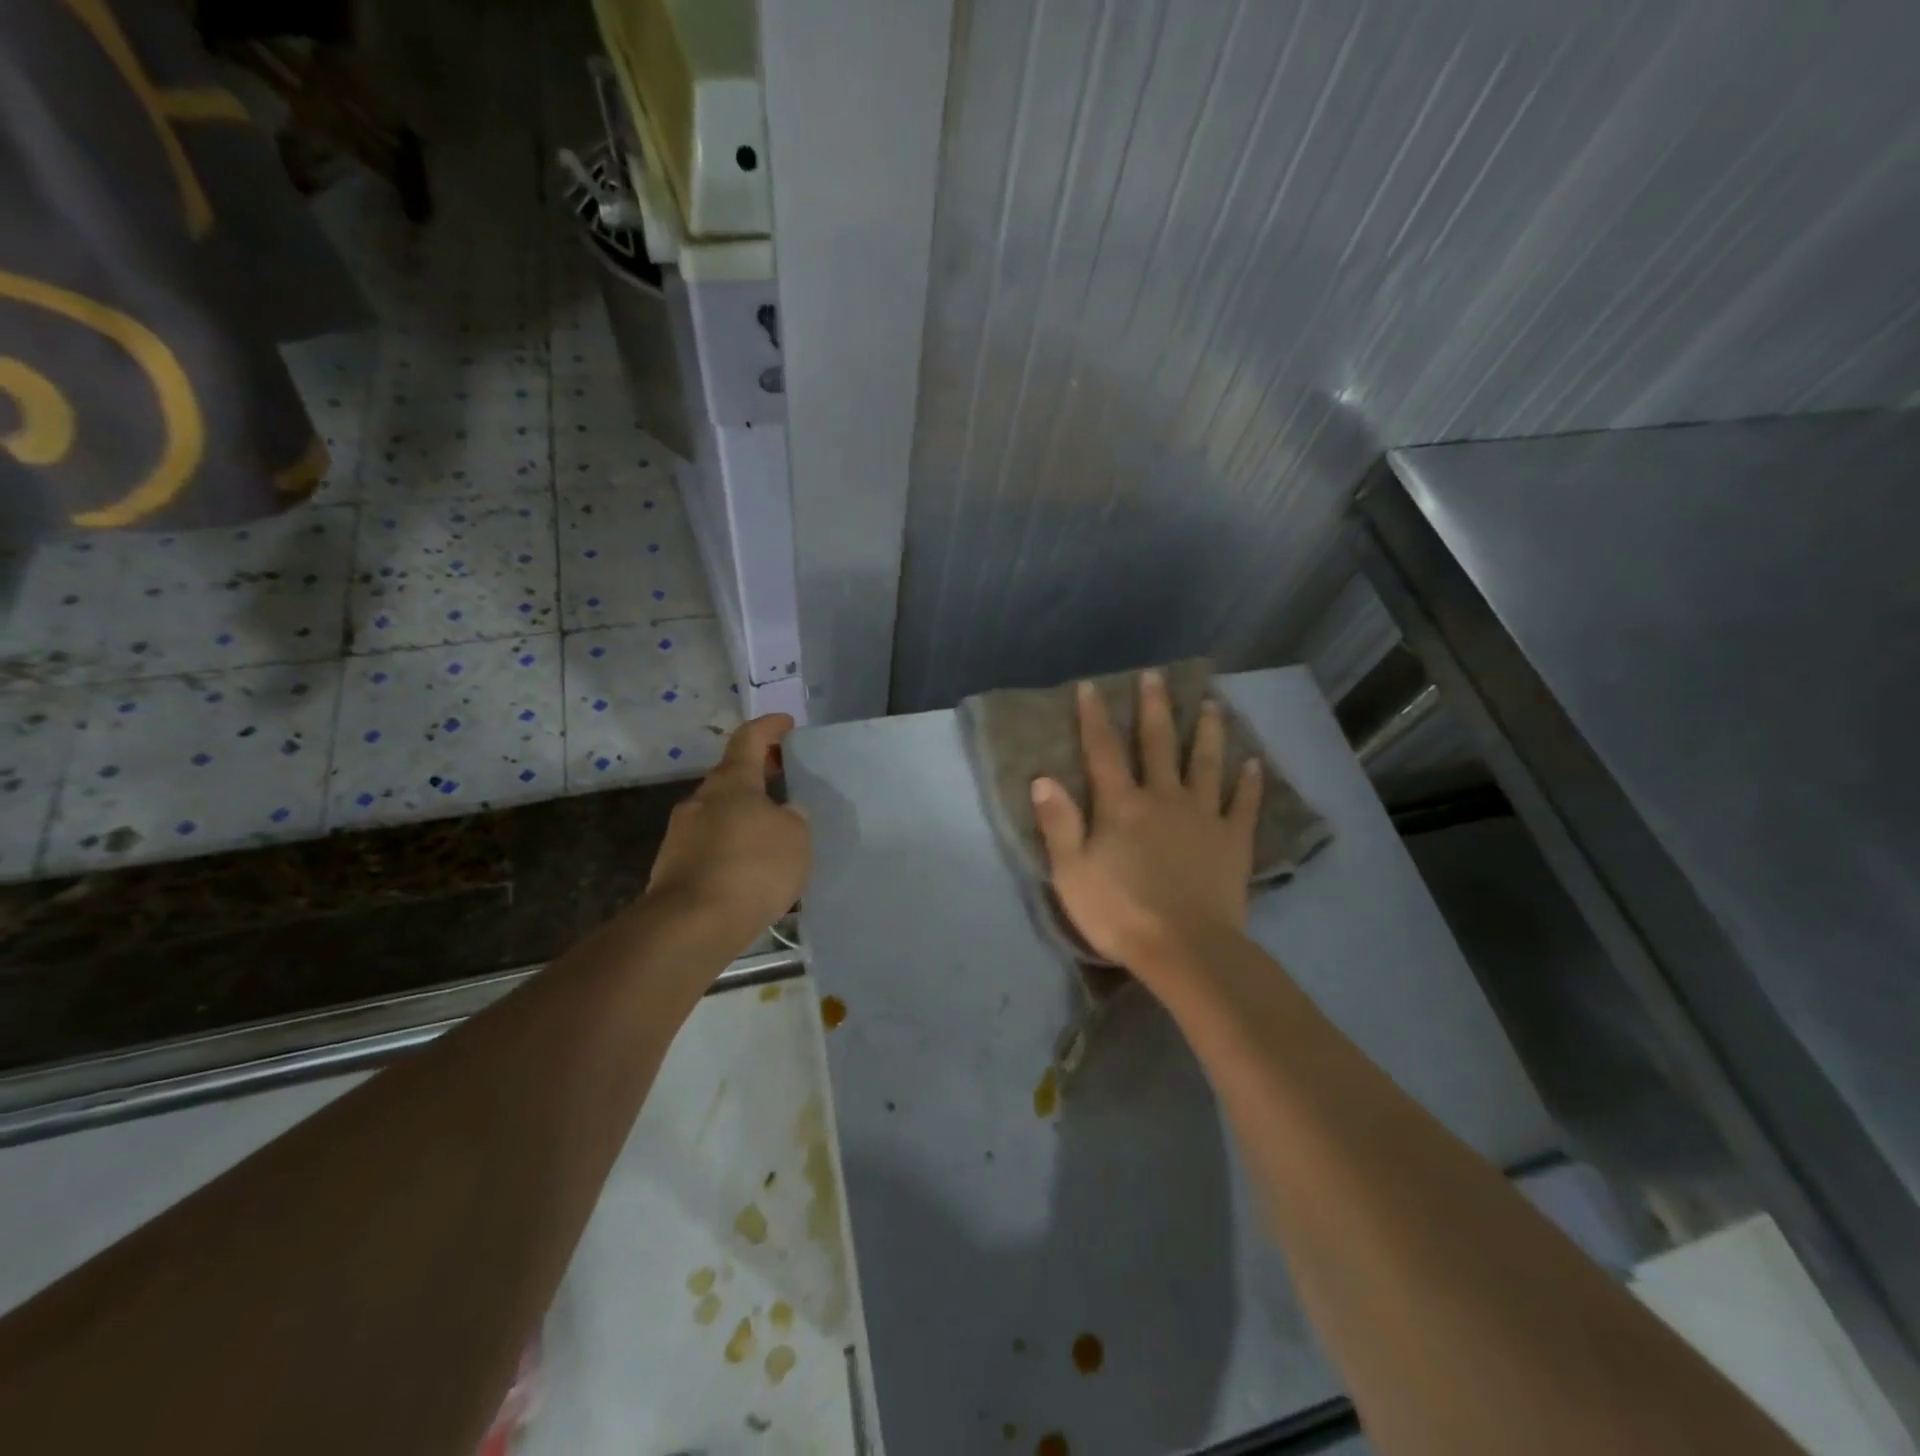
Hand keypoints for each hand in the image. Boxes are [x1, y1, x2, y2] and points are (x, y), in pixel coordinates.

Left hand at [645, 715, 810, 940]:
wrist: (691, 925)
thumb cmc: (752, 868)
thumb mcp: (796, 838)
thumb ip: (793, 818)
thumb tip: (783, 813)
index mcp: (732, 782)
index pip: (749, 739)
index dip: (769, 727)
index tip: (787, 724)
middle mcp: (701, 800)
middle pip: (732, 778)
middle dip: (759, 777)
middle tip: (786, 783)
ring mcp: (682, 834)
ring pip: (720, 815)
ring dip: (745, 818)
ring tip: (774, 838)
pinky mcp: (673, 868)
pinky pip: (711, 848)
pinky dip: (733, 850)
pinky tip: (751, 873)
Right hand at [1031, 672, 1261, 975]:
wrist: (1184, 948)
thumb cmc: (1119, 912)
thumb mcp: (1071, 872)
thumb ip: (1059, 823)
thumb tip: (1043, 778)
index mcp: (1121, 806)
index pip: (1103, 751)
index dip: (1094, 717)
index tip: (1092, 686)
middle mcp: (1163, 798)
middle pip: (1158, 745)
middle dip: (1154, 708)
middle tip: (1155, 676)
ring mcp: (1202, 817)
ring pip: (1206, 764)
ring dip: (1207, 732)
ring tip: (1212, 704)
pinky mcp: (1233, 841)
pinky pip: (1243, 805)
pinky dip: (1249, 783)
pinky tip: (1254, 763)